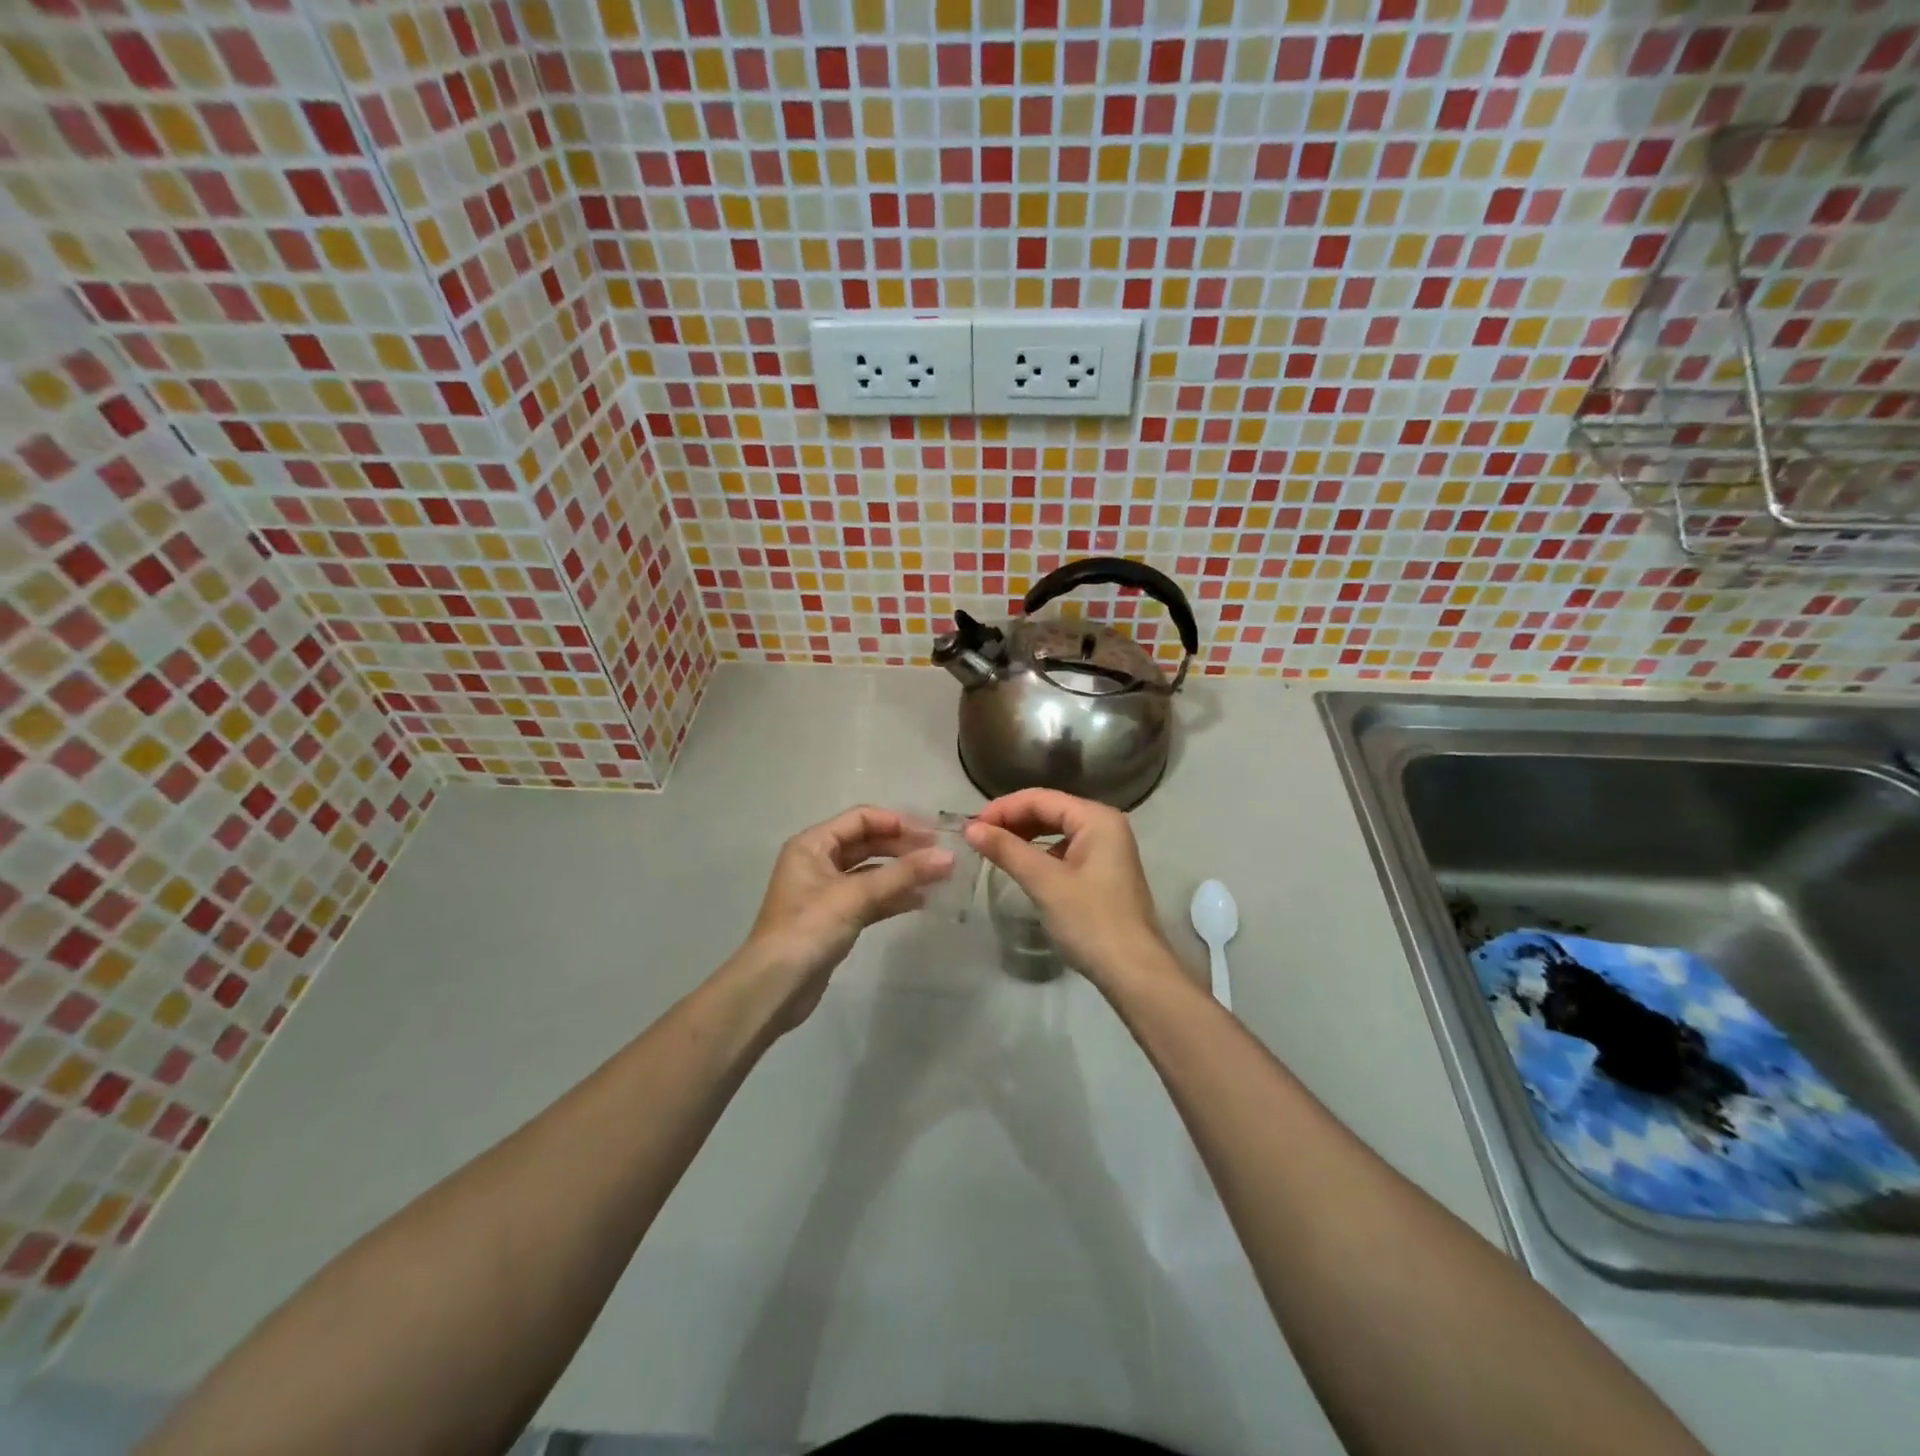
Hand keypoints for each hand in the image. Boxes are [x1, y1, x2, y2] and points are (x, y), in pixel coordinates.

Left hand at [732, 806, 953, 1031]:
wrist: (774, 988)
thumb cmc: (809, 929)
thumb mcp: (857, 896)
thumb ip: (903, 874)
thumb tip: (949, 857)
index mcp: (813, 844)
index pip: (861, 819)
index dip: (897, 822)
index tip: (933, 835)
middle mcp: (818, 861)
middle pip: (867, 843)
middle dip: (903, 847)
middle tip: (940, 856)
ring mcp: (827, 891)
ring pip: (871, 872)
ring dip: (902, 873)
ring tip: (939, 877)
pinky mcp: (836, 918)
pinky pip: (870, 898)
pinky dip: (894, 897)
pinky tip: (922, 901)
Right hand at [964, 788, 1176, 993]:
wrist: (1134, 972)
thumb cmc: (1091, 921)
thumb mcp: (1045, 883)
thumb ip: (1007, 850)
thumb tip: (970, 828)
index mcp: (1096, 818)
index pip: (1041, 798)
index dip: (1003, 808)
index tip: (970, 826)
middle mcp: (1105, 825)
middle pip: (1050, 810)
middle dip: (1012, 820)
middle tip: (977, 838)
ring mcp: (1107, 849)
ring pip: (1056, 830)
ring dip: (1024, 836)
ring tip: (993, 849)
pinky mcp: (1102, 872)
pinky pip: (1064, 850)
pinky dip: (1039, 853)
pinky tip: (1021, 866)